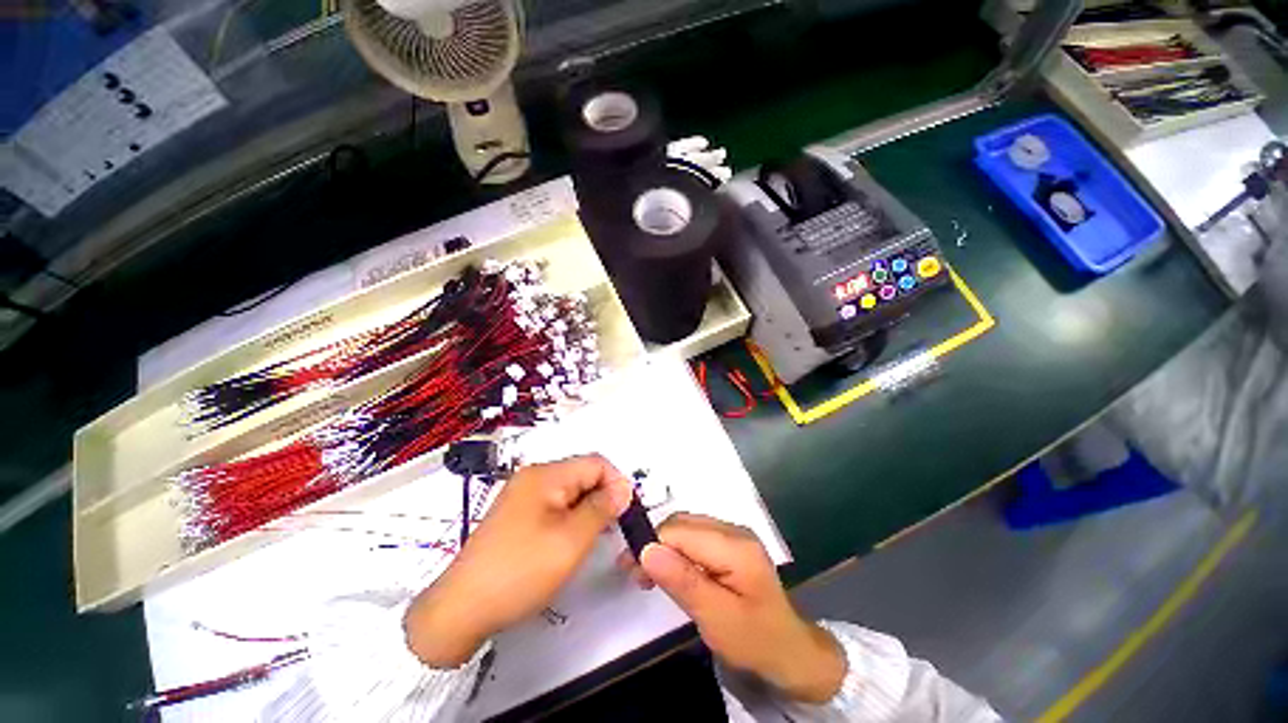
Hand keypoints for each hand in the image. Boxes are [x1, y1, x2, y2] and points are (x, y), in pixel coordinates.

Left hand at [404, 454, 632, 666]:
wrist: (461, 610)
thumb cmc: (520, 572)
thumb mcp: (571, 540)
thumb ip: (603, 508)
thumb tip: (625, 487)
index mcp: (545, 475)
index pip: (596, 463)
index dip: (617, 482)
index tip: (626, 513)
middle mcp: (533, 477)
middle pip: (582, 475)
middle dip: (602, 497)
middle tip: (611, 530)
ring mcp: (522, 496)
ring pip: (570, 492)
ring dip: (587, 510)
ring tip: (592, 539)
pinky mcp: (517, 515)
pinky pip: (554, 506)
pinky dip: (570, 518)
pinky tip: (570, 542)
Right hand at [619, 513, 845, 703]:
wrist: (791, 651)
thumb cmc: (755, 640)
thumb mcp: (716, 618)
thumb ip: (682, 581)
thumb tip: (646, 550)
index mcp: (734, 545)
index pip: (680, 531)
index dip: (651, 545)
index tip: (629, 569)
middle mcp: (733, 530)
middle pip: (682, 524)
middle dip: (655, 544)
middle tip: (635, 574)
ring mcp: (734, 535)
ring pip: (687, 528)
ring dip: (664, 547)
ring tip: (647, 574)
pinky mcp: (730, 544)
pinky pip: (696, 537)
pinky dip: (677, 551)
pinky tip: (670, 570)